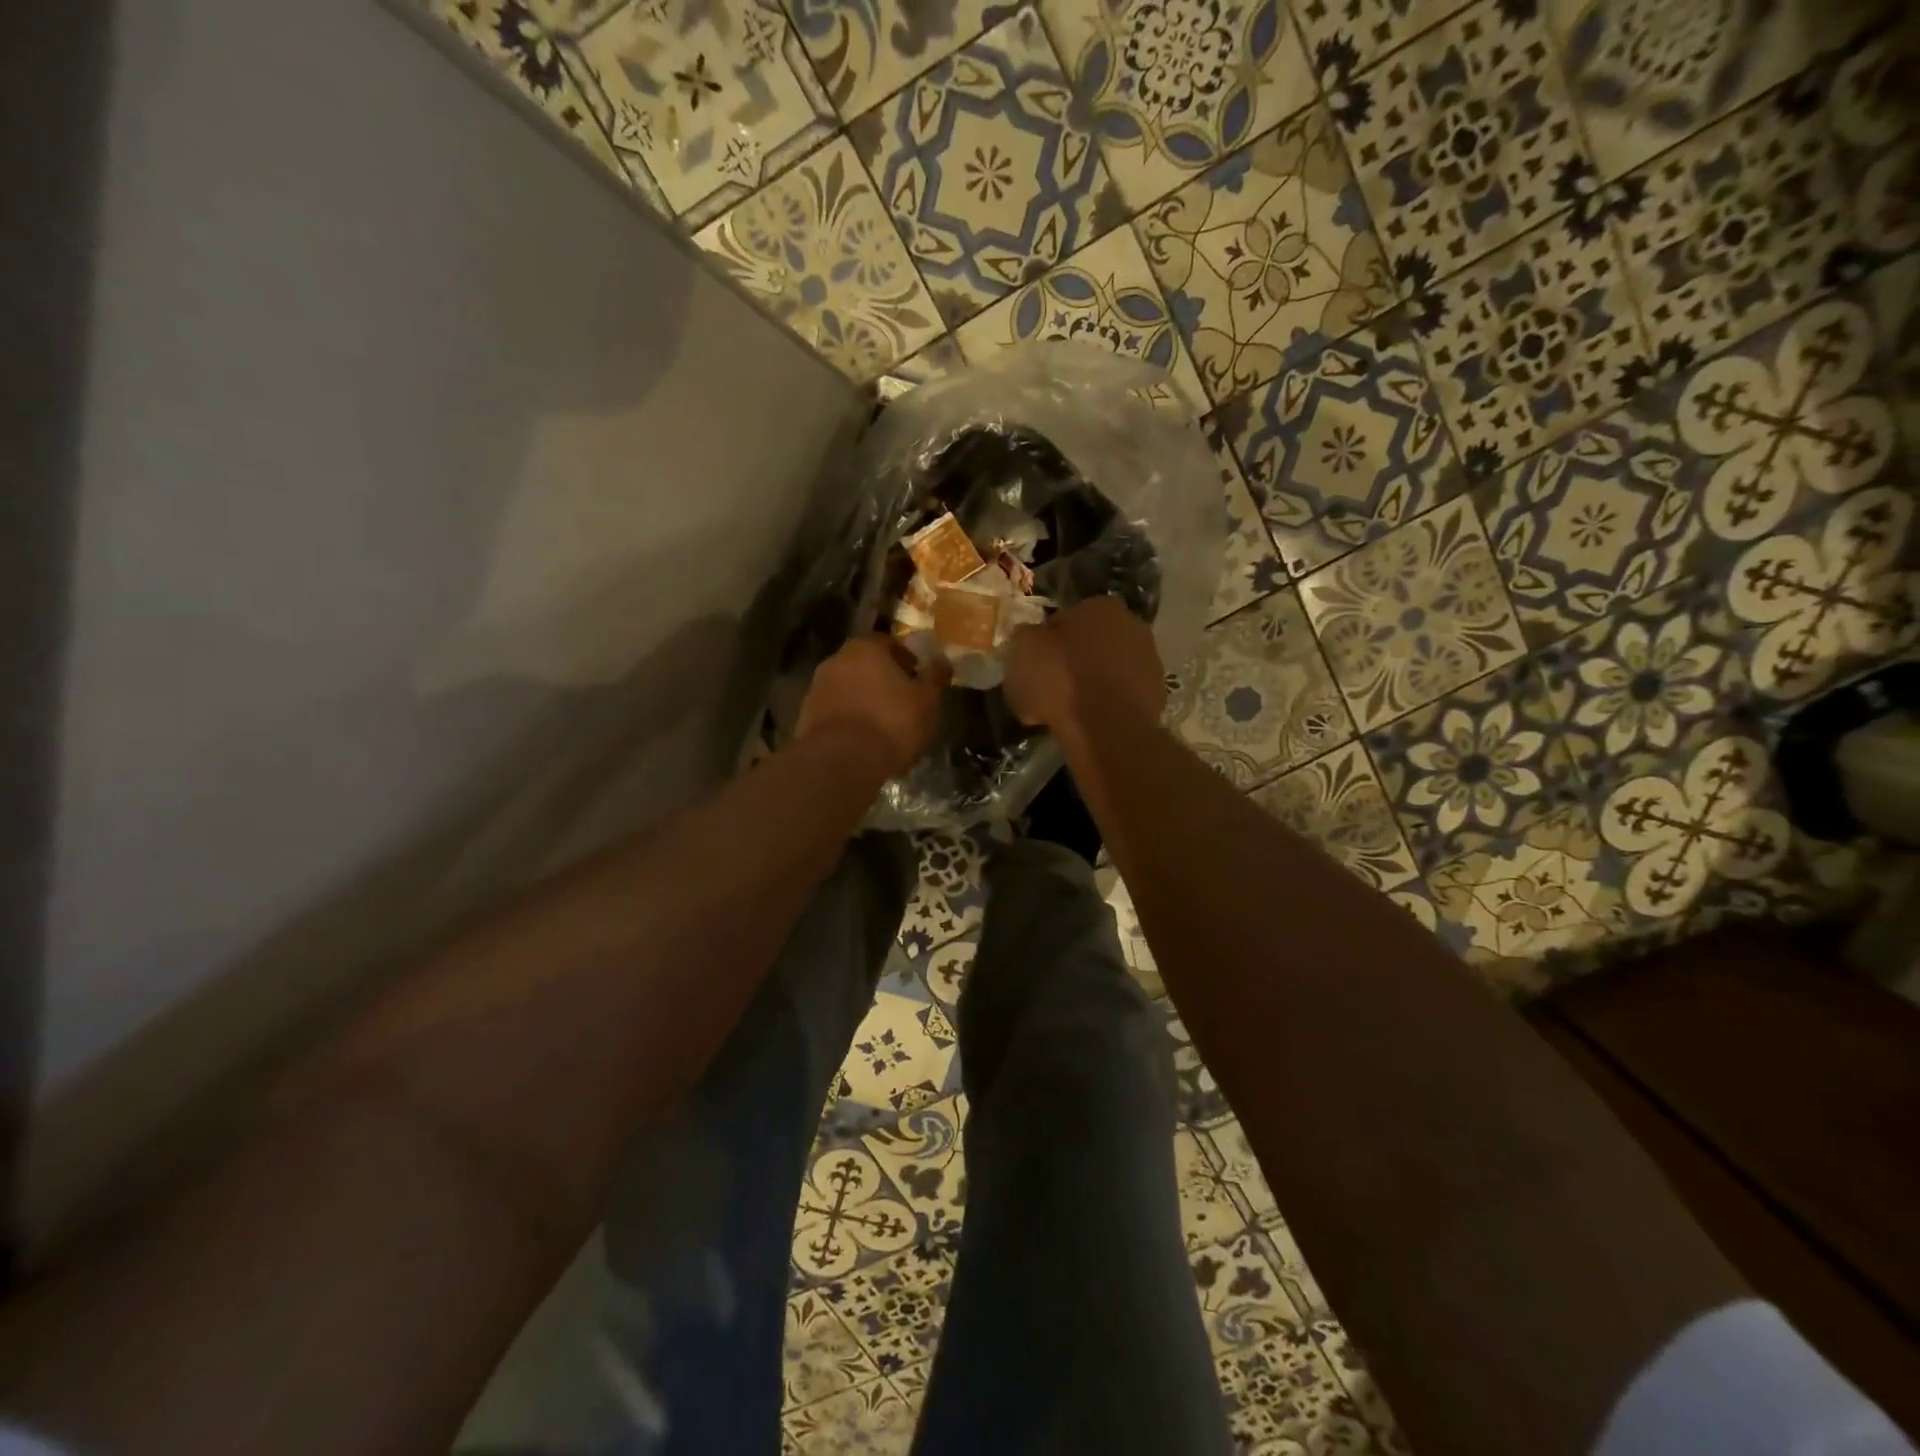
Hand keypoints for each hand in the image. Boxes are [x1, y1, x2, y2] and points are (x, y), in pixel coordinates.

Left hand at [797, 636, 950, 777]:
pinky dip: (850, 722)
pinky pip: (836, 714)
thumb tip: (942, 660)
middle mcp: (836, 660)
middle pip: (866, 666)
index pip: (889, 644)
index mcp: (865, 648)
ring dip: (865, 702)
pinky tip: (865, 743)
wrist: (842, 761)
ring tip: (885, 728)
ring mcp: (816, 688)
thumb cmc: (891, 721)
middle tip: (903, 703)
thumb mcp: (926, 700)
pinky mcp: (806, 717)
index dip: (907, 660)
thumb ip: (935, 676)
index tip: (918, 679)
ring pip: (849, 690)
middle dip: (883, 681)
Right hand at [1003, 596, 1164, 739]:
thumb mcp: (1022, 651)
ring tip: (1070, 708)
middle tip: (1052, 685)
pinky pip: (1122, 694)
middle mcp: (1132, 624)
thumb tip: (1031, 636)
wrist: (1107, 728)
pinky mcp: (1158, 693)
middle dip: (1074, 659)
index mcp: (1099, 606)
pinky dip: (1108, 703)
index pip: (1065, 618)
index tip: (1036, 664)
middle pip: (1092, 641)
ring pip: (1110, 668)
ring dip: (1093, 682)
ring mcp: (1150, 659)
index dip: (1047, 642)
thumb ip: (1026, 637)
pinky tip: (1090, 722)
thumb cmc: (1060, 681)